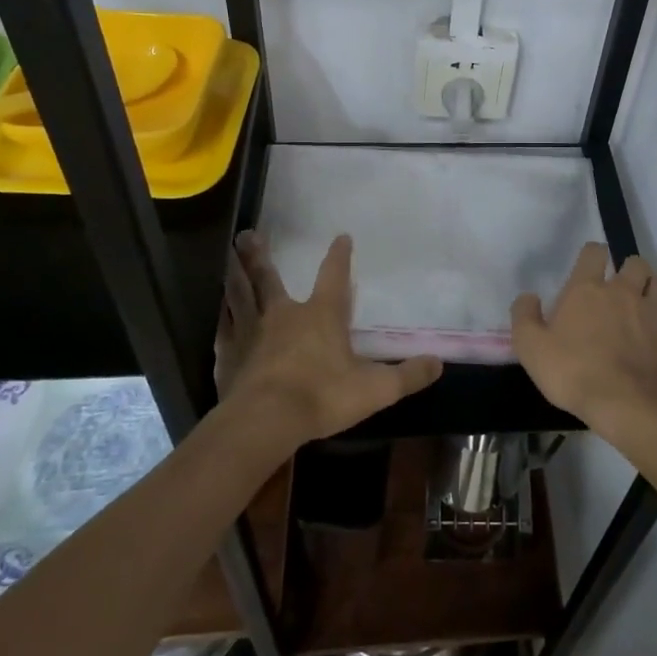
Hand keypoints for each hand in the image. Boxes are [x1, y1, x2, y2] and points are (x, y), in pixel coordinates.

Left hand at [220, 232, 441, 445]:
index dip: (339, 256)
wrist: (265, 421)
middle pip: (270, 278)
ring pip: (240, 296)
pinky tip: (218, 315)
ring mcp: (252, 332)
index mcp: (321, 315)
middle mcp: (284, 314)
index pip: (334, 276)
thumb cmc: (322, 396)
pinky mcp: (228, 355)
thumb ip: (407, 375)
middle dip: (261, 256)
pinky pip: (224, 329)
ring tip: (227, 259)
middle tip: (248, 235)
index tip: (341, 237)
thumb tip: (438, 362)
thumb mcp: (375, 389)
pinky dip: (222, 319)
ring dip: (234, 276)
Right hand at [511, 243, 656, 437]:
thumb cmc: (573, 372)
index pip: (594, 251)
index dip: (592, 255)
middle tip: (619, 289)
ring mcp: (653, 312)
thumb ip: (524, 317)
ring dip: (654, 289)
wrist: (626, 404)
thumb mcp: (531, 348)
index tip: (589, 267)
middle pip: (636, 262)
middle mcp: (623, 291)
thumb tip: (528, 297)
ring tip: (644, 305)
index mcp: (587, 289)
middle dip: (629, 270)